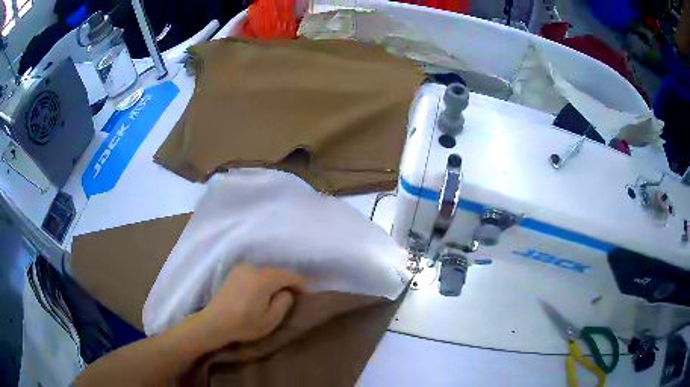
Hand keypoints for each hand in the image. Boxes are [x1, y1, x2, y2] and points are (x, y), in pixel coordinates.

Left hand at [193, 265, 305, 349]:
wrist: (214, 323)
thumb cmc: (244, 324)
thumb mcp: (271, 319)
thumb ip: (284, 302)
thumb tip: (286, 292)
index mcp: (264, 278)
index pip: (289, 275)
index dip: (301, 284)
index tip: (307, 295)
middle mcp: (253, 268)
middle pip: (277, 272)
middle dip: (287, 282)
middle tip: (294, 296)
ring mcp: (241, 269)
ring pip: (265, 272)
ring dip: (274, 281)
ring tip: (278, 295)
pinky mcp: (234, 273)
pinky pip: (255, 273)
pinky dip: (262, 280)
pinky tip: (261, 292)